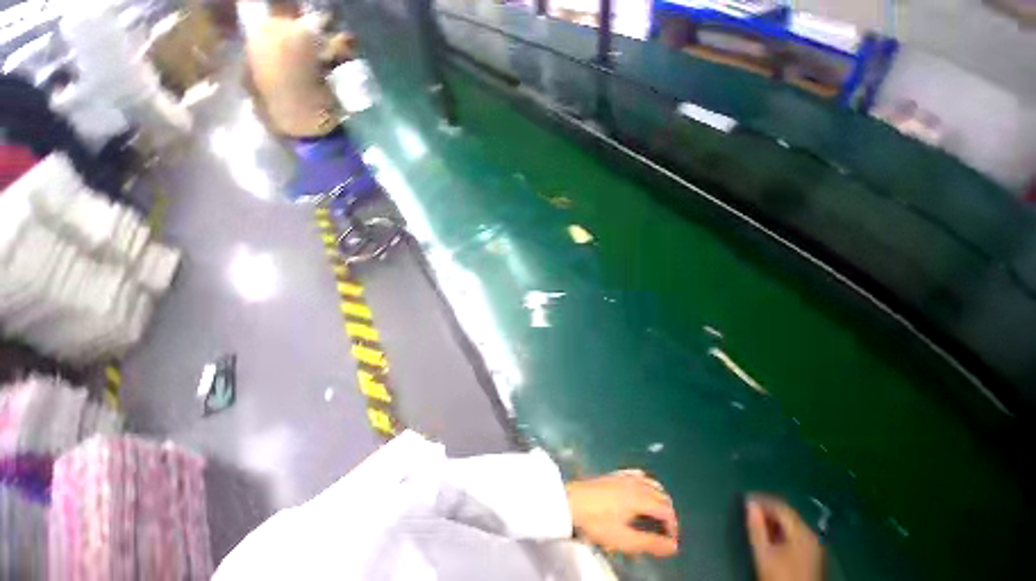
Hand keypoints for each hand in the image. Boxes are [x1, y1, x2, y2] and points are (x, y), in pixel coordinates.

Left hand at [565, 469, 678, 557]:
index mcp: (644, 498)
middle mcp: (639, 484)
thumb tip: (674, 547)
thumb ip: (649, 543)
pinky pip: (639, 478)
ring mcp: (626, 477)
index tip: (670, 541)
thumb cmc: (594, 522)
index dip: (672, 527)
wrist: (564, 501)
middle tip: (664, 530)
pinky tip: (640, 492)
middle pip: (662, 497)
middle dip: (667, 514)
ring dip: (659, 500)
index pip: (667, 511)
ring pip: (652, 485)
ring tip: (656, 514)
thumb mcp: (622, 538)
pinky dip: (647, 487)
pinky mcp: (613, 475)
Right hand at [745, 494, 822, 580]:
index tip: (747, 500)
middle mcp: (812, 533)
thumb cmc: (780, 578)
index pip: (783, 508)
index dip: (765, 502)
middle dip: (770, 514)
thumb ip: (757, 532)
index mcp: (803, 530)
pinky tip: (773, 543)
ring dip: (776, 526)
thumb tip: (751, 506)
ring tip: (758, 526)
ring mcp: (814, 545)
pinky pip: (797, 539)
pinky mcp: (813, 556)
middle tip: (750, 513)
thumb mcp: (764, 557)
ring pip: (794, 529)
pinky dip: (784, 537)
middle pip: (790, 517)